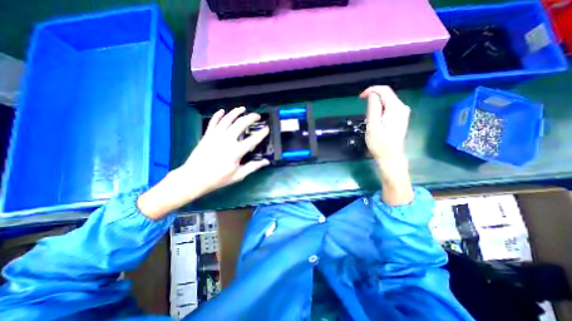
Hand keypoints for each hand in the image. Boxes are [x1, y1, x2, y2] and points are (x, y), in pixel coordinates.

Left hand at [139, 106, 270, 219]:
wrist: (194, 178)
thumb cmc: (218, 178)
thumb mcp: (238, 175)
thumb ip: (253, 167)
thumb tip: (266, 162)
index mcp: (236, 151)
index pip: (253, 139)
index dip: (262, 133)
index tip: (267, 128)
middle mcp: (227, 139)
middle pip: (241, 123)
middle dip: (251, 117)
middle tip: (257, 116)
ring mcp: (216, 135)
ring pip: (227, 119)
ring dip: (236, 112)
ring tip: (243, 108)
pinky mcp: (207, 135)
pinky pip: (213, 122)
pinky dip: (218, 115)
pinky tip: (222, 110)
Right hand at [359, 85, 407, 165]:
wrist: (391, 157)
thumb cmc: (380, 144)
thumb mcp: (373, 126)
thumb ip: (373, 108)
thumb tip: (372, 95)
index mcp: (396, 108)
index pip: (384, 90)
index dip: (371, 90)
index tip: (360, 98)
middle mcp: (402, 107)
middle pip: (387, 94)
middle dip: (373, 96)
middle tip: (361, 105)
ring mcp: (402, 113)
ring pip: (387, 100)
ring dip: (376, 102)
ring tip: (367, 113)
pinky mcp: (400, 118)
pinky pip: (389, 107)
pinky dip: (380, 107)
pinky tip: (375, 116)